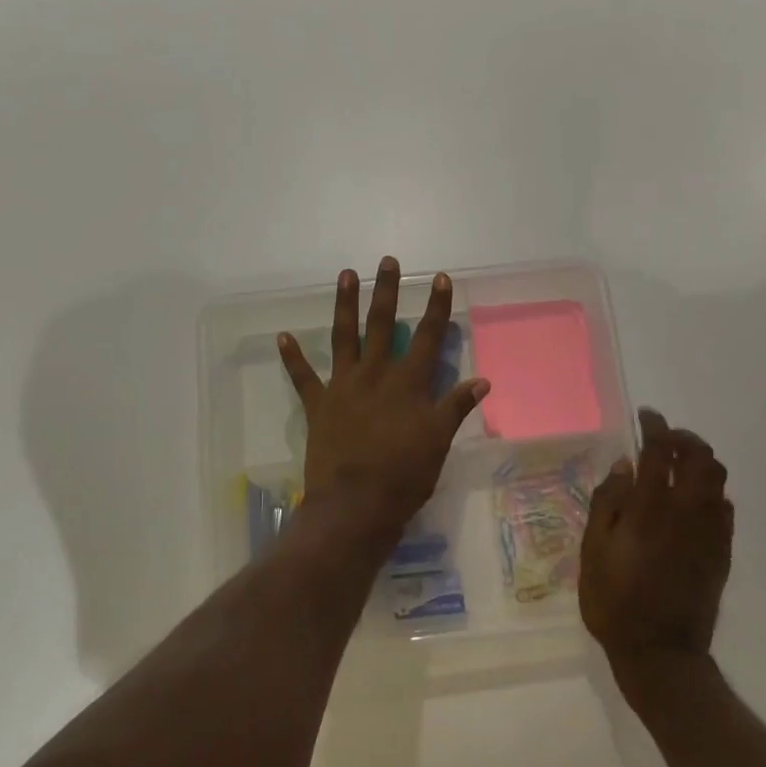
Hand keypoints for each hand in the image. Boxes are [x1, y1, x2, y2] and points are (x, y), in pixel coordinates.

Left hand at [278, 257, 488, 537]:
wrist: (355, 505)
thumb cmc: (404, 475)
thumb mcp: (439, 442)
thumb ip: (456, 407)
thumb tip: (482, 381)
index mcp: (408, 383)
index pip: (427, 336)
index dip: (435, 307)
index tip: (439, 278)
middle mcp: (375, 375)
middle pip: (382, 325)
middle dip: (386, 292)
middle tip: (386, 261)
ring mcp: (343, 387)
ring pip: (344, 337)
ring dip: (345, 305)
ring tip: (346, 275)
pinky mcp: (319, 405)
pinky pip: (302, 377)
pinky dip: (292, 358)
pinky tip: (282, 336)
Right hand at [580, 409, 732, 672]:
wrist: (661, 652)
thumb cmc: (614, 601)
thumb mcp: (593, 551)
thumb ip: (608, 503)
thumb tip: (625, 466)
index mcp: (651, 508)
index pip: (659, 452)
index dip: (655, 427)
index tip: (647, 416)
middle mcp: (687, 511)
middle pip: (699, 457)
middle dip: (683, 439)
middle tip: (664, 439)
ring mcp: (710, 531)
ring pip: (717, 479)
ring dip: (700, 461)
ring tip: (678, 465)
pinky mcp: (722, 551)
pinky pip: (724, 507)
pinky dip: (710, 491)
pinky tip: (692, 501)